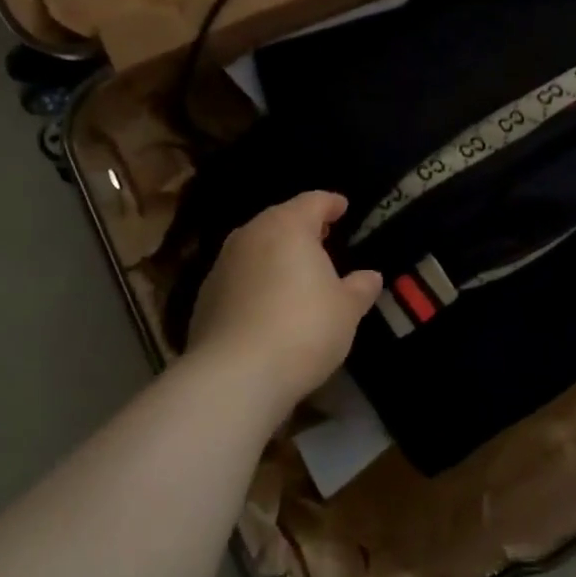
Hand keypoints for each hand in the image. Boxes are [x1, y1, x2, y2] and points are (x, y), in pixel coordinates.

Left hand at [186, 192, 382, 415]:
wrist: (235, 375)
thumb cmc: (303, 329)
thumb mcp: (346, 310)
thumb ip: (360, 287)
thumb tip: (370, 276)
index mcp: (288, 227)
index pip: (313, 201)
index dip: (331, 203)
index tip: (342, 207)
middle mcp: (251, 235)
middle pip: (280, 220)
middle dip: (302, 226)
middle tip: (323, 238)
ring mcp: (222, 265)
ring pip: (255, 247)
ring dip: (275, 254)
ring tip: (296, 271)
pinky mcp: (205, 297)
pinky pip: (239, 277)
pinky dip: (256, 280)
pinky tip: (268, 303)